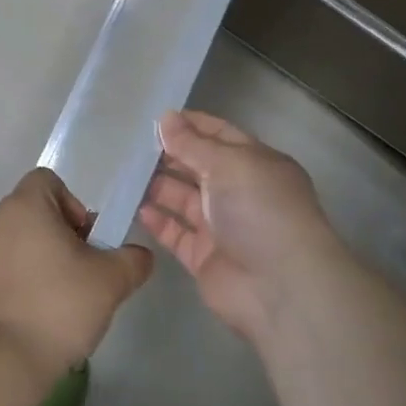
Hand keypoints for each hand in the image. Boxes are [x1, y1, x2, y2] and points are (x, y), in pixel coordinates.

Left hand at [0, 168, 153, 379]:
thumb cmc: (57, 307)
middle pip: (30, 214)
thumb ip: (132, 260)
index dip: (72, 205)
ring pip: (10, 244)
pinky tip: (24, 318)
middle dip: (55, 237)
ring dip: (31, 261)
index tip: (84, 242)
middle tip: (76, 275)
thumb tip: (140, 255)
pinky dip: (9, 286)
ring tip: (50, 302)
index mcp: (24, 206)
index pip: (47, 181)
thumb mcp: (110, 282)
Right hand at [136, 110, 350, 344]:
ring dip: (157, 185)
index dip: (190, 125)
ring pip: (183, 198)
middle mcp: (239, 191)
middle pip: (198, 166)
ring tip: (125, 174)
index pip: (219, 135)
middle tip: (131, 146)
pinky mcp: (204, 257)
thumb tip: (166, 118)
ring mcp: (221, 226)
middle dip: (168, 155)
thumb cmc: (260, 210)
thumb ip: (192, 143)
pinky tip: (135, 207)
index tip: (154, 119)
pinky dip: (157, 220)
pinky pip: (175, 233)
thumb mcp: (228, 164)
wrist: (280, 287)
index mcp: (255, 162)